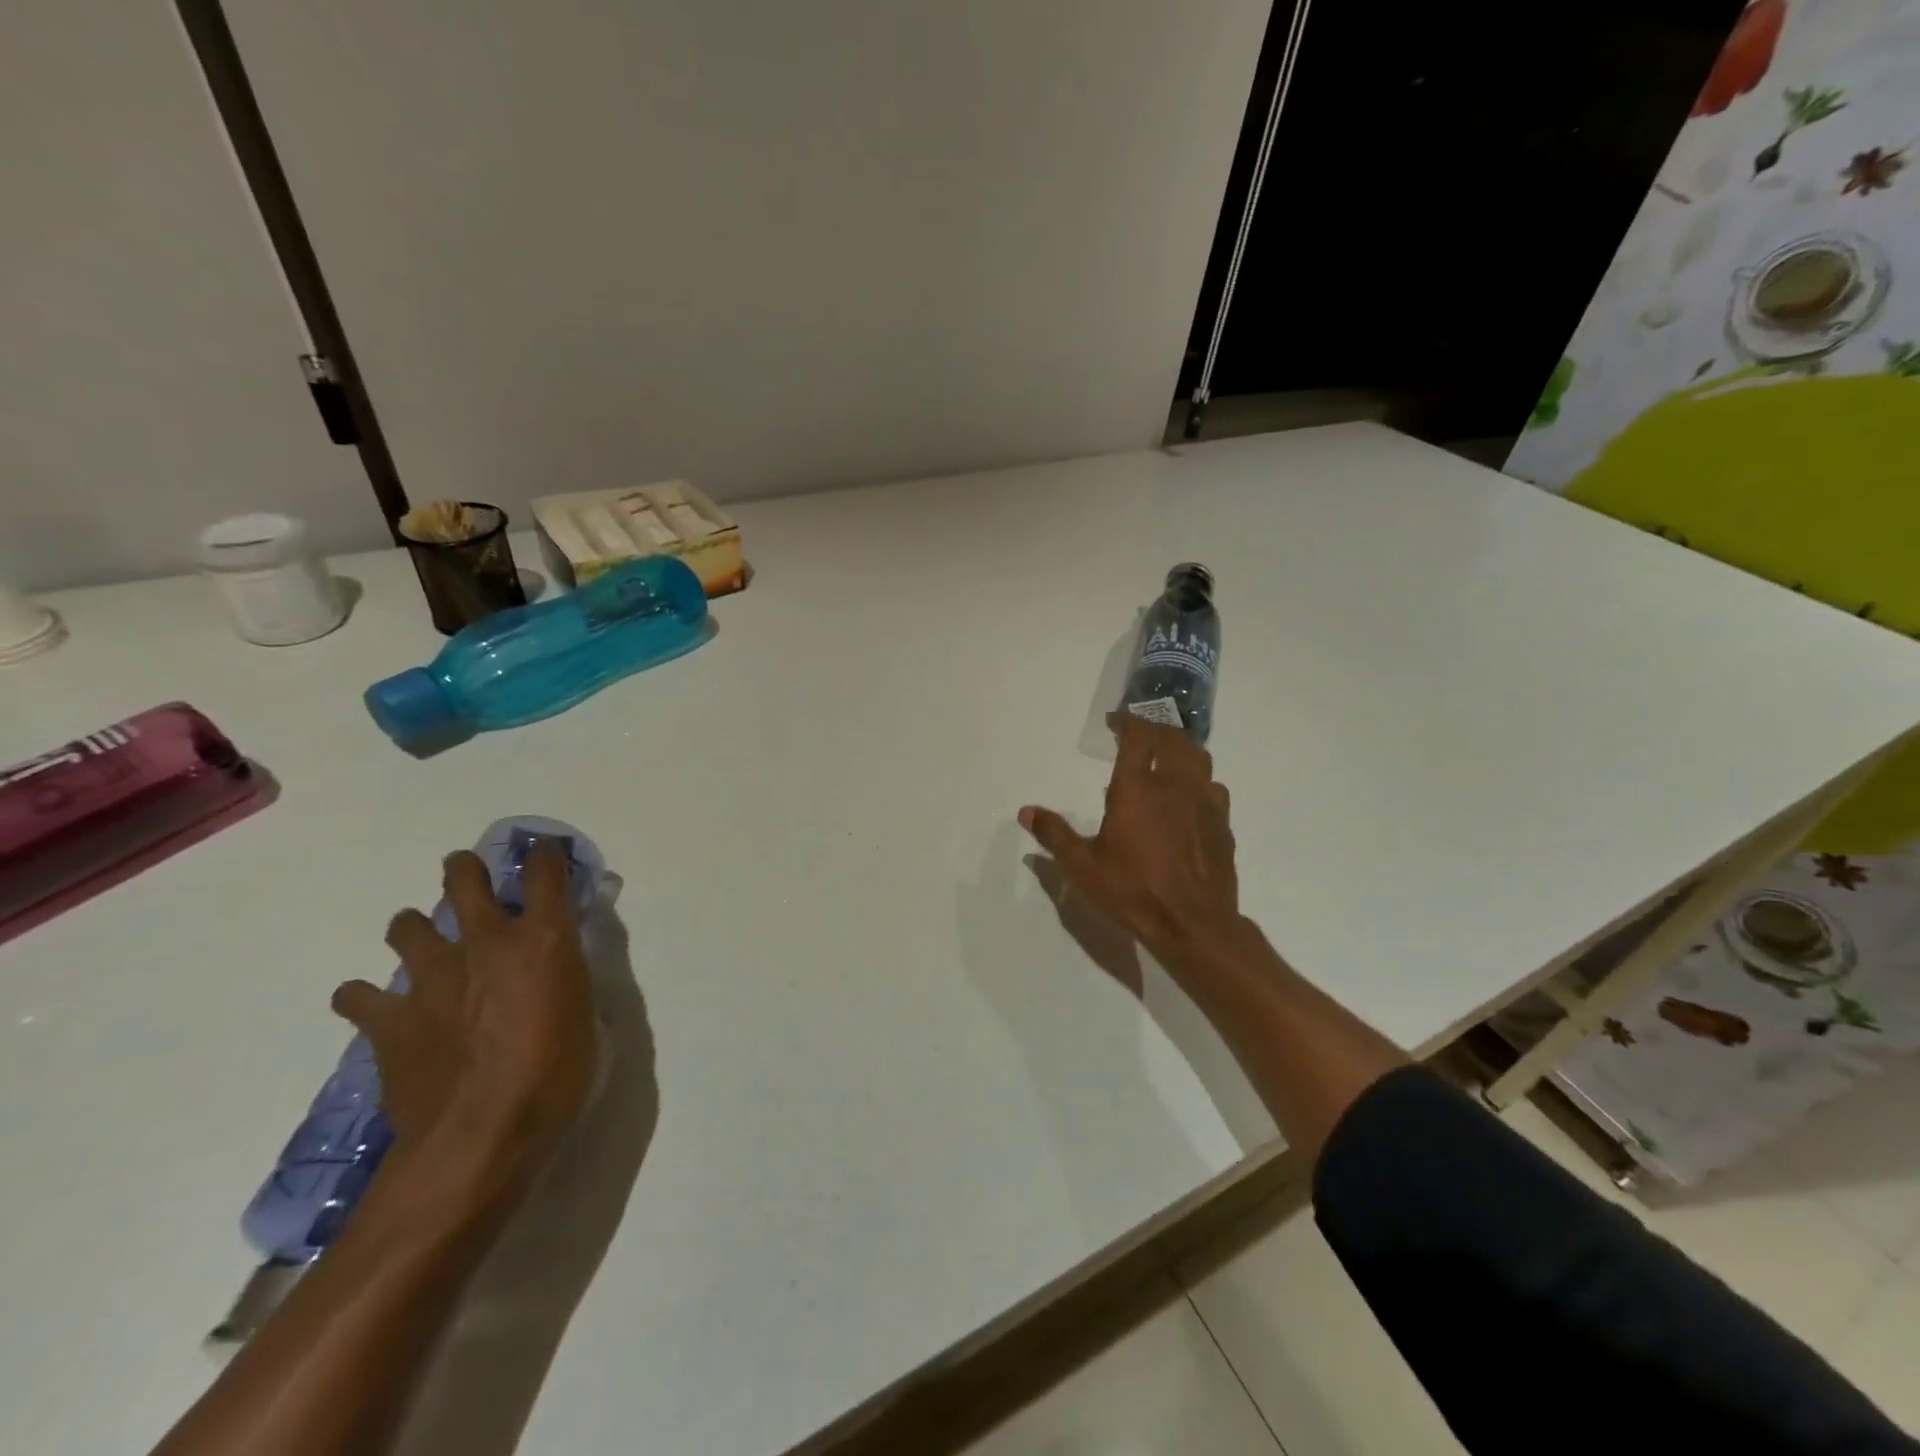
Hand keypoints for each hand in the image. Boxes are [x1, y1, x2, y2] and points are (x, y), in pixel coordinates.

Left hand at [332, 844, 596, 1178]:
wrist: (481, 1137)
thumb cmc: (558, 1078)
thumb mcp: (590, 1023)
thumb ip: (573, 987)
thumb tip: (563, 979)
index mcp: (544, 940)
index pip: (545, 873)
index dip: (545, 856)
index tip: (544, 853)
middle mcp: (487, 943)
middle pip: (464, 880)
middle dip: (465, 870)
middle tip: (468, 876)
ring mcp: (432, 977)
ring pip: (407, 925)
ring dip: (415, 929)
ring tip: (423, 944)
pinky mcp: (390, 1019)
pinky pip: (358, 995)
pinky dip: (366, 998)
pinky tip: (376, 1010)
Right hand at [1020, 715, 1242, 965]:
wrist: (1193, 924)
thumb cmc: (1132, 891)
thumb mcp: (1082, 866)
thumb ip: (1054, 834)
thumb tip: (1026, 812)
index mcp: (1136, 788)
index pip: (1137, 735)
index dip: (1127, 721)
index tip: (1114, 722)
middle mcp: (1174, 785)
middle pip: (1173, 738)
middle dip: (1155, 728)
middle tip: (1139, 735)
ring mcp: (1204, 803)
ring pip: (1199, 758)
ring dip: (1181, 750)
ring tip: (1166, 759)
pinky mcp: (1223, 824)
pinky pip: (1214, 788)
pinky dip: (1199, 782)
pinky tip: (1189, 799)